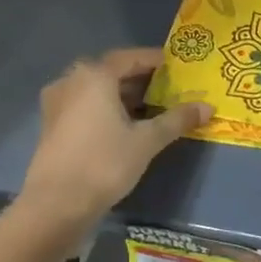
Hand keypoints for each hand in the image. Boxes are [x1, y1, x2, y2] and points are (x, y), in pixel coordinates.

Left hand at [21, 49, 211, 220]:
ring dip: (123, 94)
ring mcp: (57, 103)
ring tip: (152, 106)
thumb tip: (207, 107)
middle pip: (112, 72)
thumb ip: (177, 120)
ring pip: (97, 90)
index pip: (130, 58)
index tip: (176, 65)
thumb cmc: (105, 163)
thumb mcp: (147, 140)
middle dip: (140, 78)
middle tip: (168, 87)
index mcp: (94, 76)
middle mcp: (71, 81)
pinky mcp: (52, 125)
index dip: (155, 60)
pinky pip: (85, 105)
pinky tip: (126, 124)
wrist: (57, 203)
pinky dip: (106, 107)